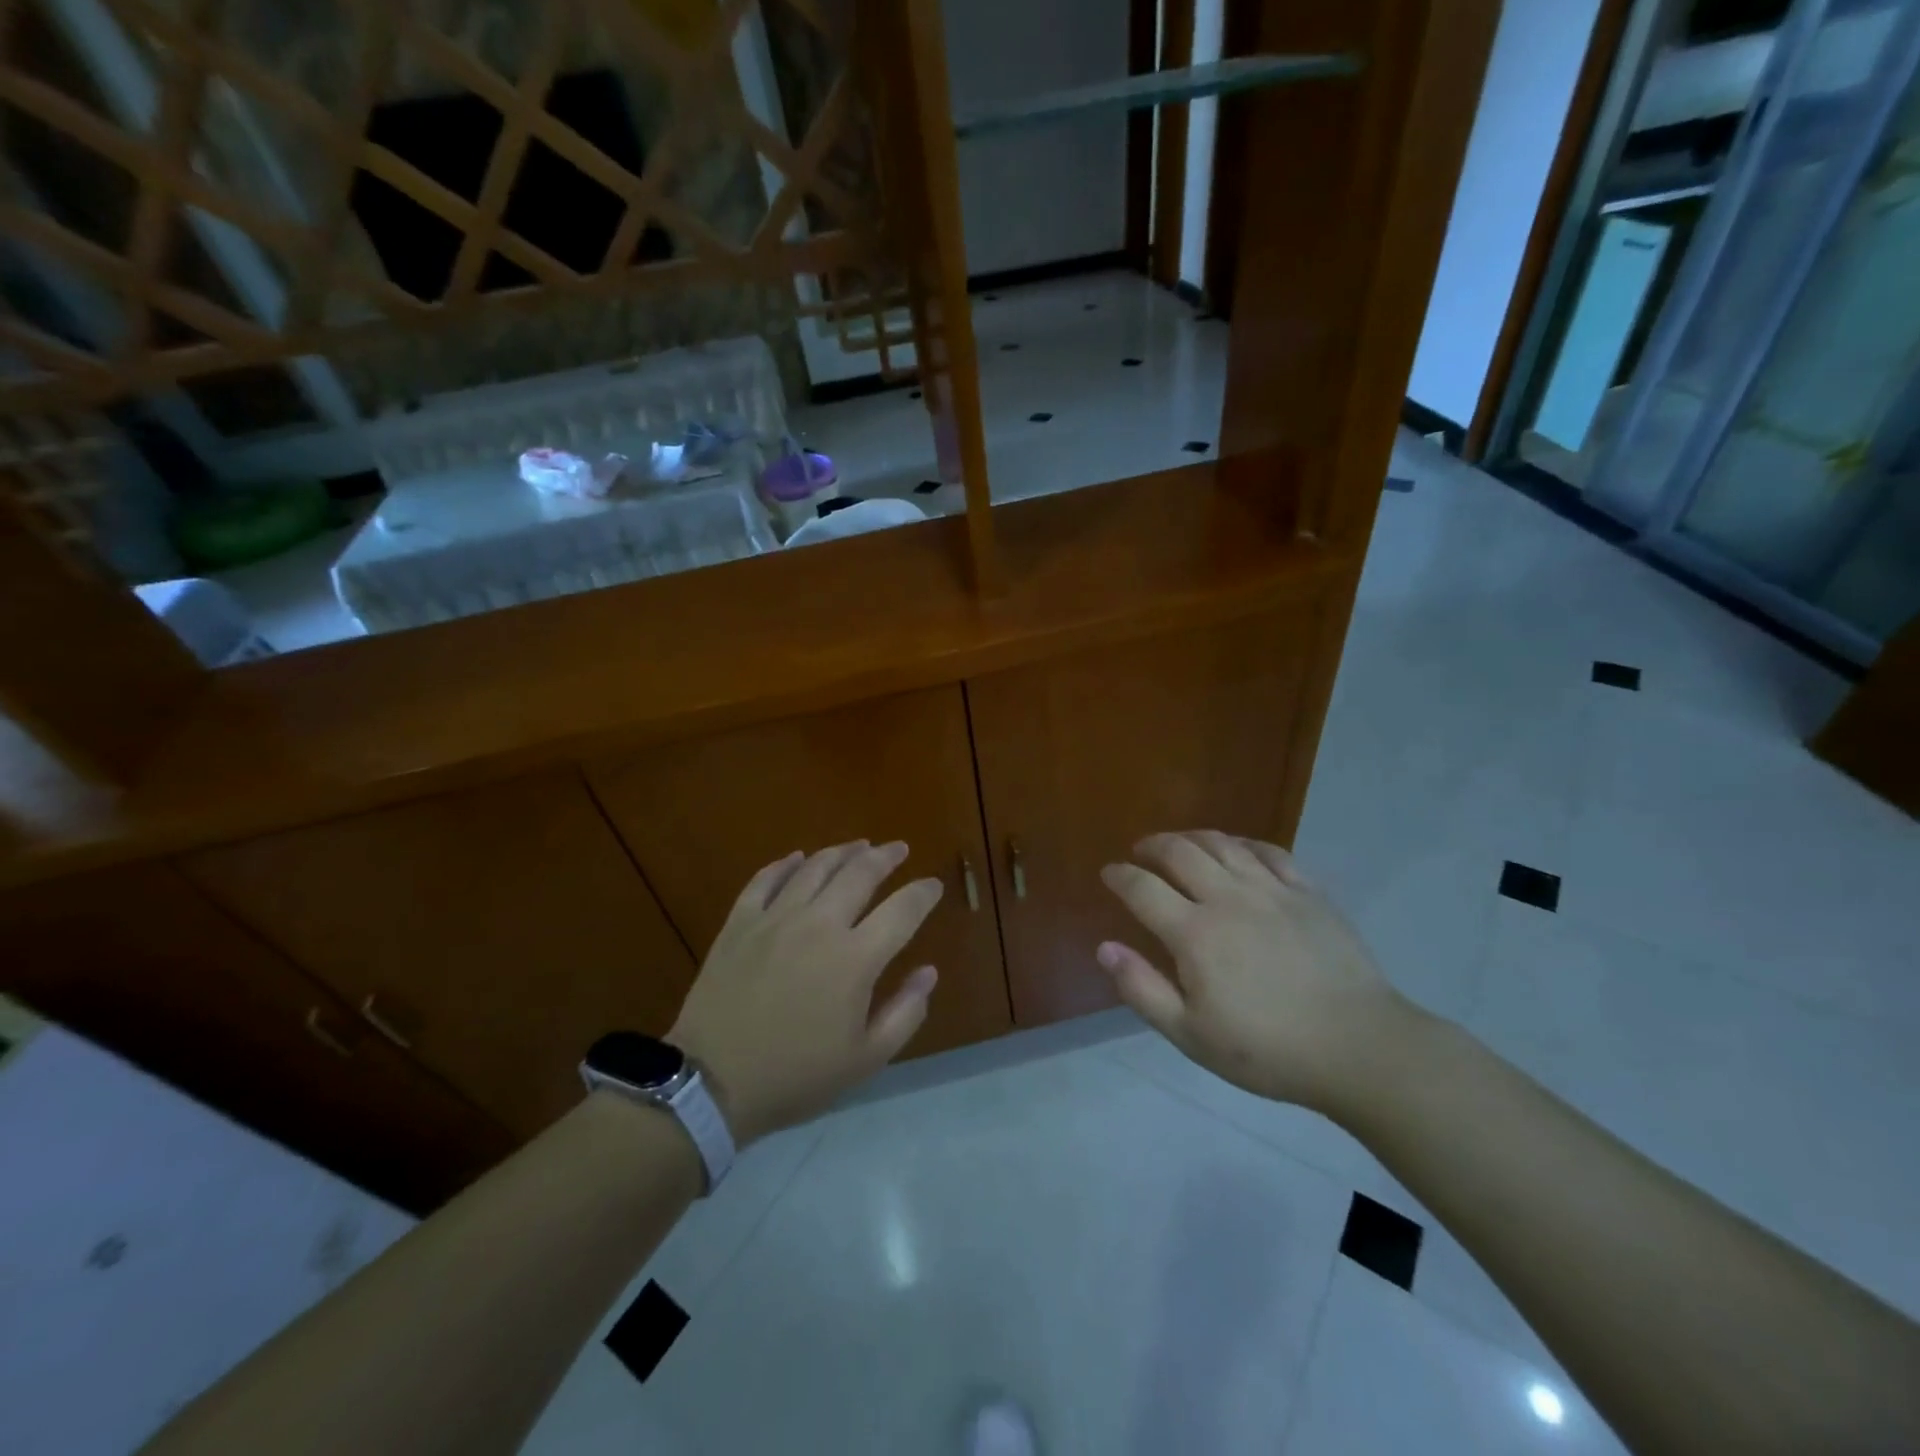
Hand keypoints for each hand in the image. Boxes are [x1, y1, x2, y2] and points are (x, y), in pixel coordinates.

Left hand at [669, 841, 942, 1145]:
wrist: (712, 1084)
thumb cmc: (796, 1076)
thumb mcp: (865, 1059)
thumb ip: (905, 1012)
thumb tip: (928, 972)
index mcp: (855, 959)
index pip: (902, 911)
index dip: (923, 893)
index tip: (934, 885)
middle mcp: (819, 925)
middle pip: (859, 874)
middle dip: (885, 856)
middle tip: (898, 848)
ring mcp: (775, 919)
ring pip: (815, 868)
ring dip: (842, 852)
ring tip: (858, 845)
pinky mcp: (739, 923)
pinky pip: (765, 879)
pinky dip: (786, 864)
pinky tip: (798, 858)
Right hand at [1098, 831, 1414, 1117]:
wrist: (1359, 1047)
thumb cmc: (1267, 1049)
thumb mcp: (1191, 1035)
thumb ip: (1142, 989)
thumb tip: (1104, 948)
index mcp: (1194, 933)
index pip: (1143, 889)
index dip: (1120, 876)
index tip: (1108, 873)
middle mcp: (1228, 898)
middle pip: (1180, 852)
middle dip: (1152, 846)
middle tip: (1141, 851)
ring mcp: (1271, 890)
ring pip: (1223, 844)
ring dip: (1192, 837)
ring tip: (1180, 842)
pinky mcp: (1308, 893)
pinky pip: (1269, 852)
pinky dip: (1243, 843)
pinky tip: (1237, 848)